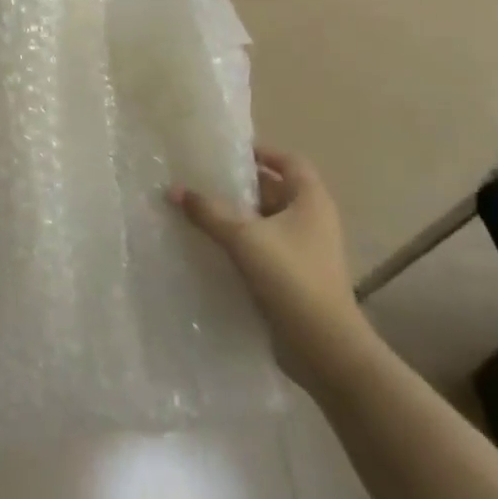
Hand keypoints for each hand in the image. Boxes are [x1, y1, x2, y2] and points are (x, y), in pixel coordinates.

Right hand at [171, 148, 363, 377]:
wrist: (323, 346)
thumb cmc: (290, 277)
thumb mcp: (244, 238)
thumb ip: (209, 212)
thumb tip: (174, 189)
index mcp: (311, 200)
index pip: (288, 161)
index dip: (261, 152)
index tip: (227, 153)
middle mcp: (313, 219)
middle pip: (275, 190)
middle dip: (241, 185)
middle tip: (203, 181)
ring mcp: (306, 250)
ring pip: (268, 221)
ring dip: (239, 216)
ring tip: (200, 212)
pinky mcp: (296, 276)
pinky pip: (265, 248)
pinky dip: (243, 243)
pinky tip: (213, 247)